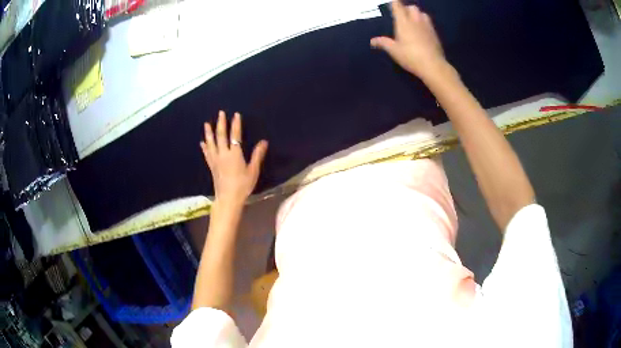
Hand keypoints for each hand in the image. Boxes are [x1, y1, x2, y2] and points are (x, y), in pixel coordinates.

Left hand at [200, 111, 267, 206]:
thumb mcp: (253, 171)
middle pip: (221, 136)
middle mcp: (223, 154)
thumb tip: (264, 141)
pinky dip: (204, 147)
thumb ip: (257, 155)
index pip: (235, 135)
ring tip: (206, 124)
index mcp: (234, 154)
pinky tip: (202, 142)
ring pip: (211, 143)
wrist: (228, 199)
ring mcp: (215, 160)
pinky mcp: (211, 166)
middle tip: (220, 113)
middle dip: (221, 123)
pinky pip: (207, 154)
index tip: (235, 115)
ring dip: (209, 132)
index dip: (236, 124)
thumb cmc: (243, 185)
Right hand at [371, 1, 445, 78]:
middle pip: (412, 7)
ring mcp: (427, 26)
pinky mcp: (435, 34)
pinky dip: (424, 23)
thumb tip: (372, 41)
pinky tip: (422, 31)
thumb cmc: (411, 56)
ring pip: (422, 13)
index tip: (391, 4)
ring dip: (417, 14)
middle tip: (402, 15)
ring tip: (414, 21)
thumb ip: (383, 43)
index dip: (394, 3)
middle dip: (406, 8)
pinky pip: (429, 23)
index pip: (398, 6)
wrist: (433, 65)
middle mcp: (416, 21)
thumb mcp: (394, 51)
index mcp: (404, 22)